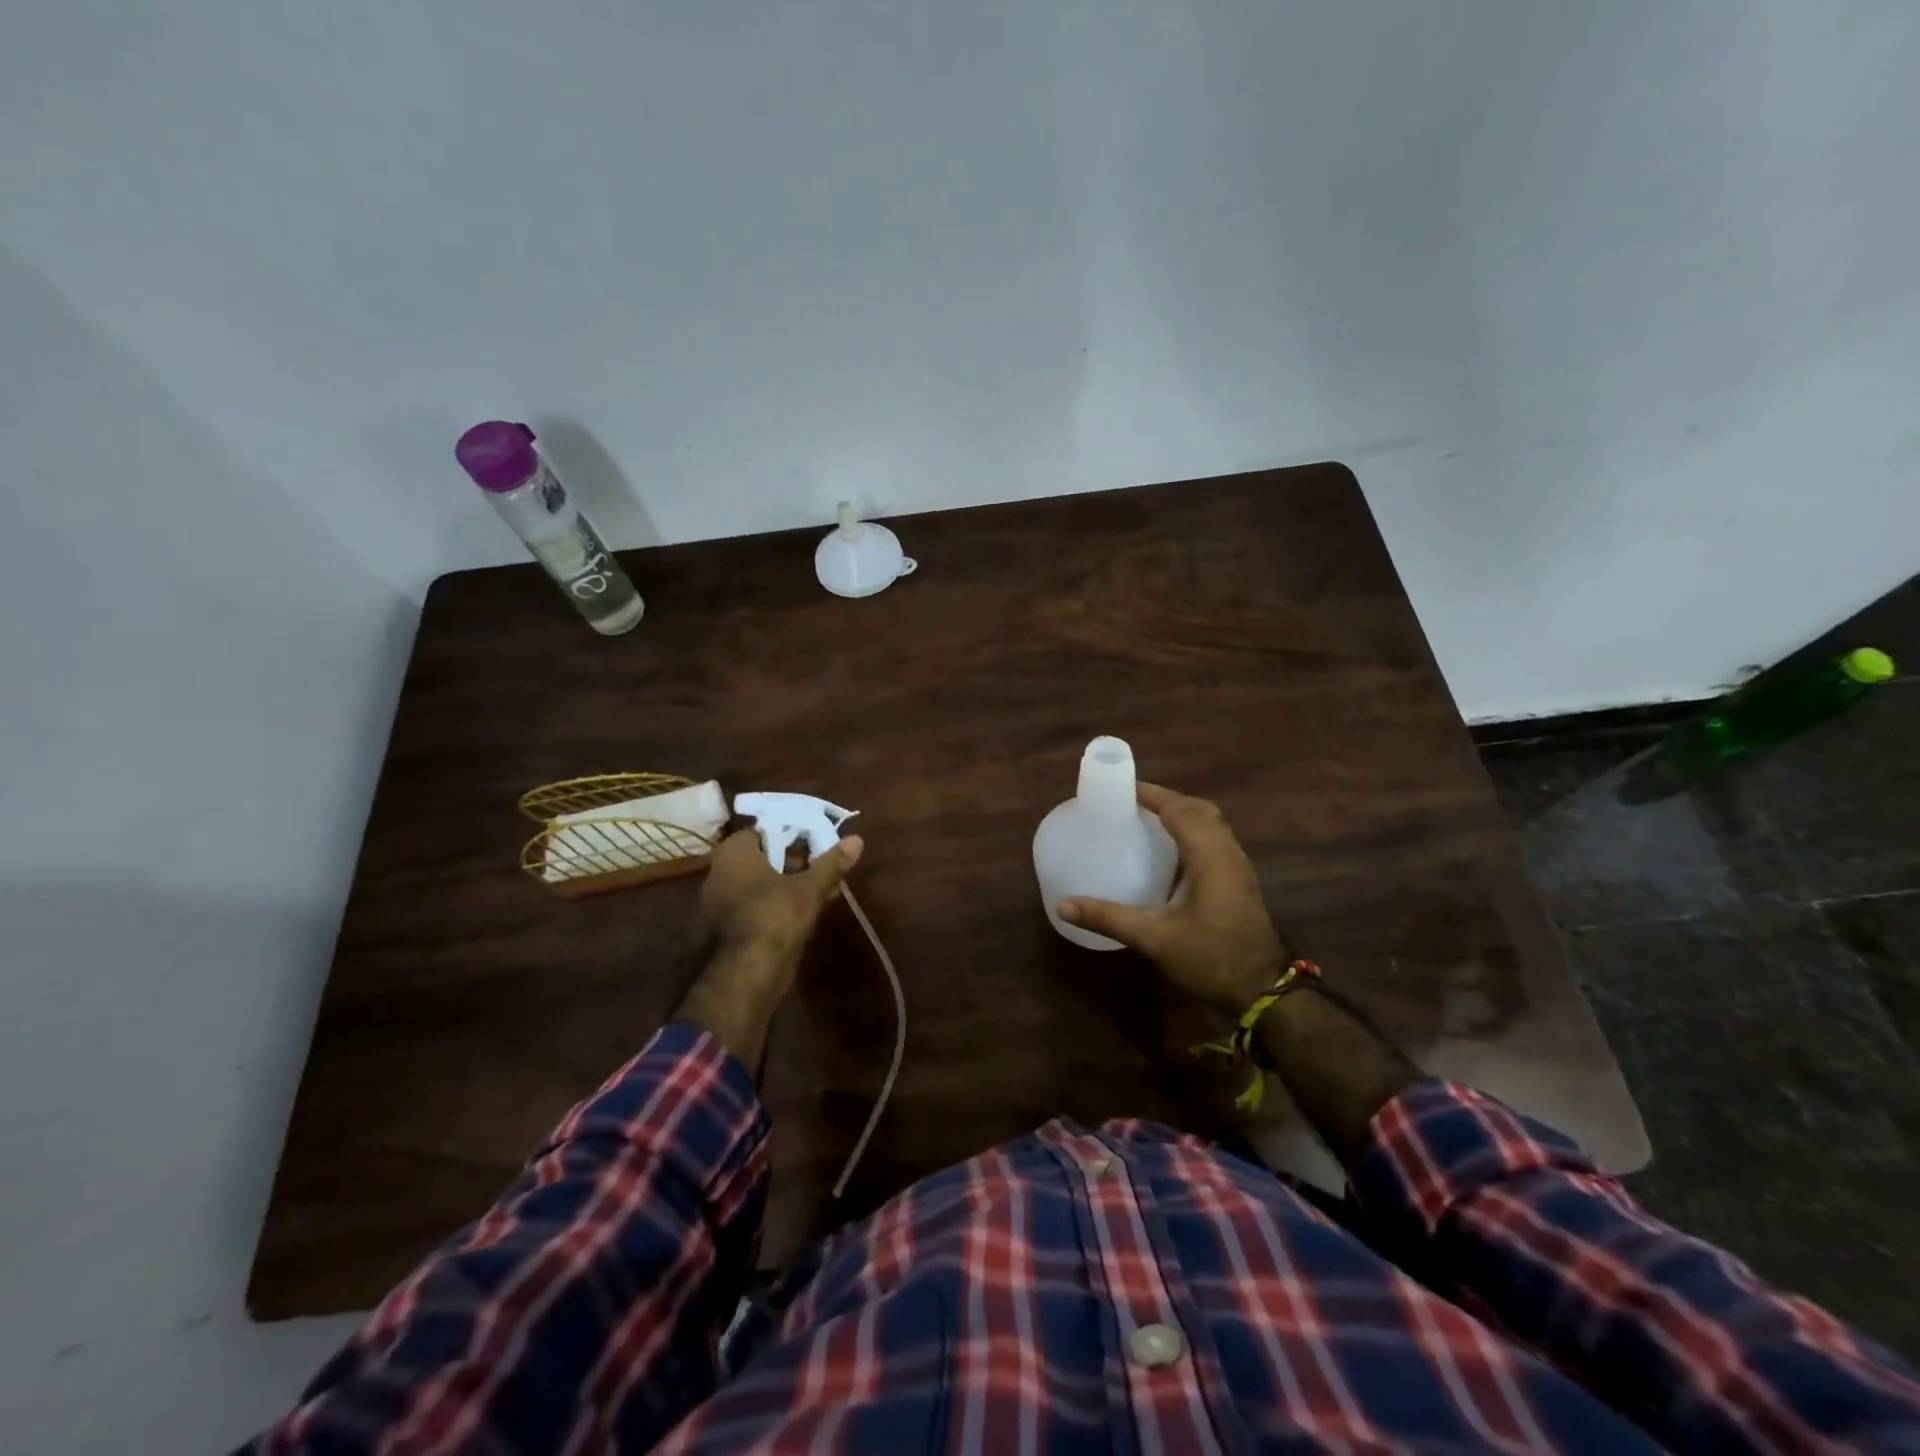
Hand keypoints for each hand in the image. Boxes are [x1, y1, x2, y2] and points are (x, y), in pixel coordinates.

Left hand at [677, 827, 863, 1069]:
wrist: (748, 973)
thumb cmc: (775, 915)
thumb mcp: (810, 886)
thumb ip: (832, 862)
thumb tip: (857, 839)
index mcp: (734, 852)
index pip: (767, 829)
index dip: (797, 834)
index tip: (821, 842)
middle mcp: (721, 871)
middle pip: (767, 856)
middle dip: (799, 861)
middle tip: (827, 866)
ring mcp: (722, 901)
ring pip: (765, 882)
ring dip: (794, 883)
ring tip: (827, 888)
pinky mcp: (730, 926)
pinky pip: (760, 903)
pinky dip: (782, 903)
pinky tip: (811, 909)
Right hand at [1058, 784, 1282, 1015]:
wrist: (1264, 991)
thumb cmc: (1210, 958)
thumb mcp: (1154, 938)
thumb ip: (1108, 917)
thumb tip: (1063, 905)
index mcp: (1209, 855)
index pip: (1179, 808)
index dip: (1151, 794)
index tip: (1120, 789)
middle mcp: (1227, 851)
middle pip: (1198, 809)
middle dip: (1165, 799)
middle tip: (1131, 804)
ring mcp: (1237, 866)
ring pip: (1211, 823)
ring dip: (1181, 813)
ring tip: (1146, 820)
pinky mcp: (1239, 880)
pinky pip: (1215, 839)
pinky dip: (1192, 831)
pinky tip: (1170, 851)